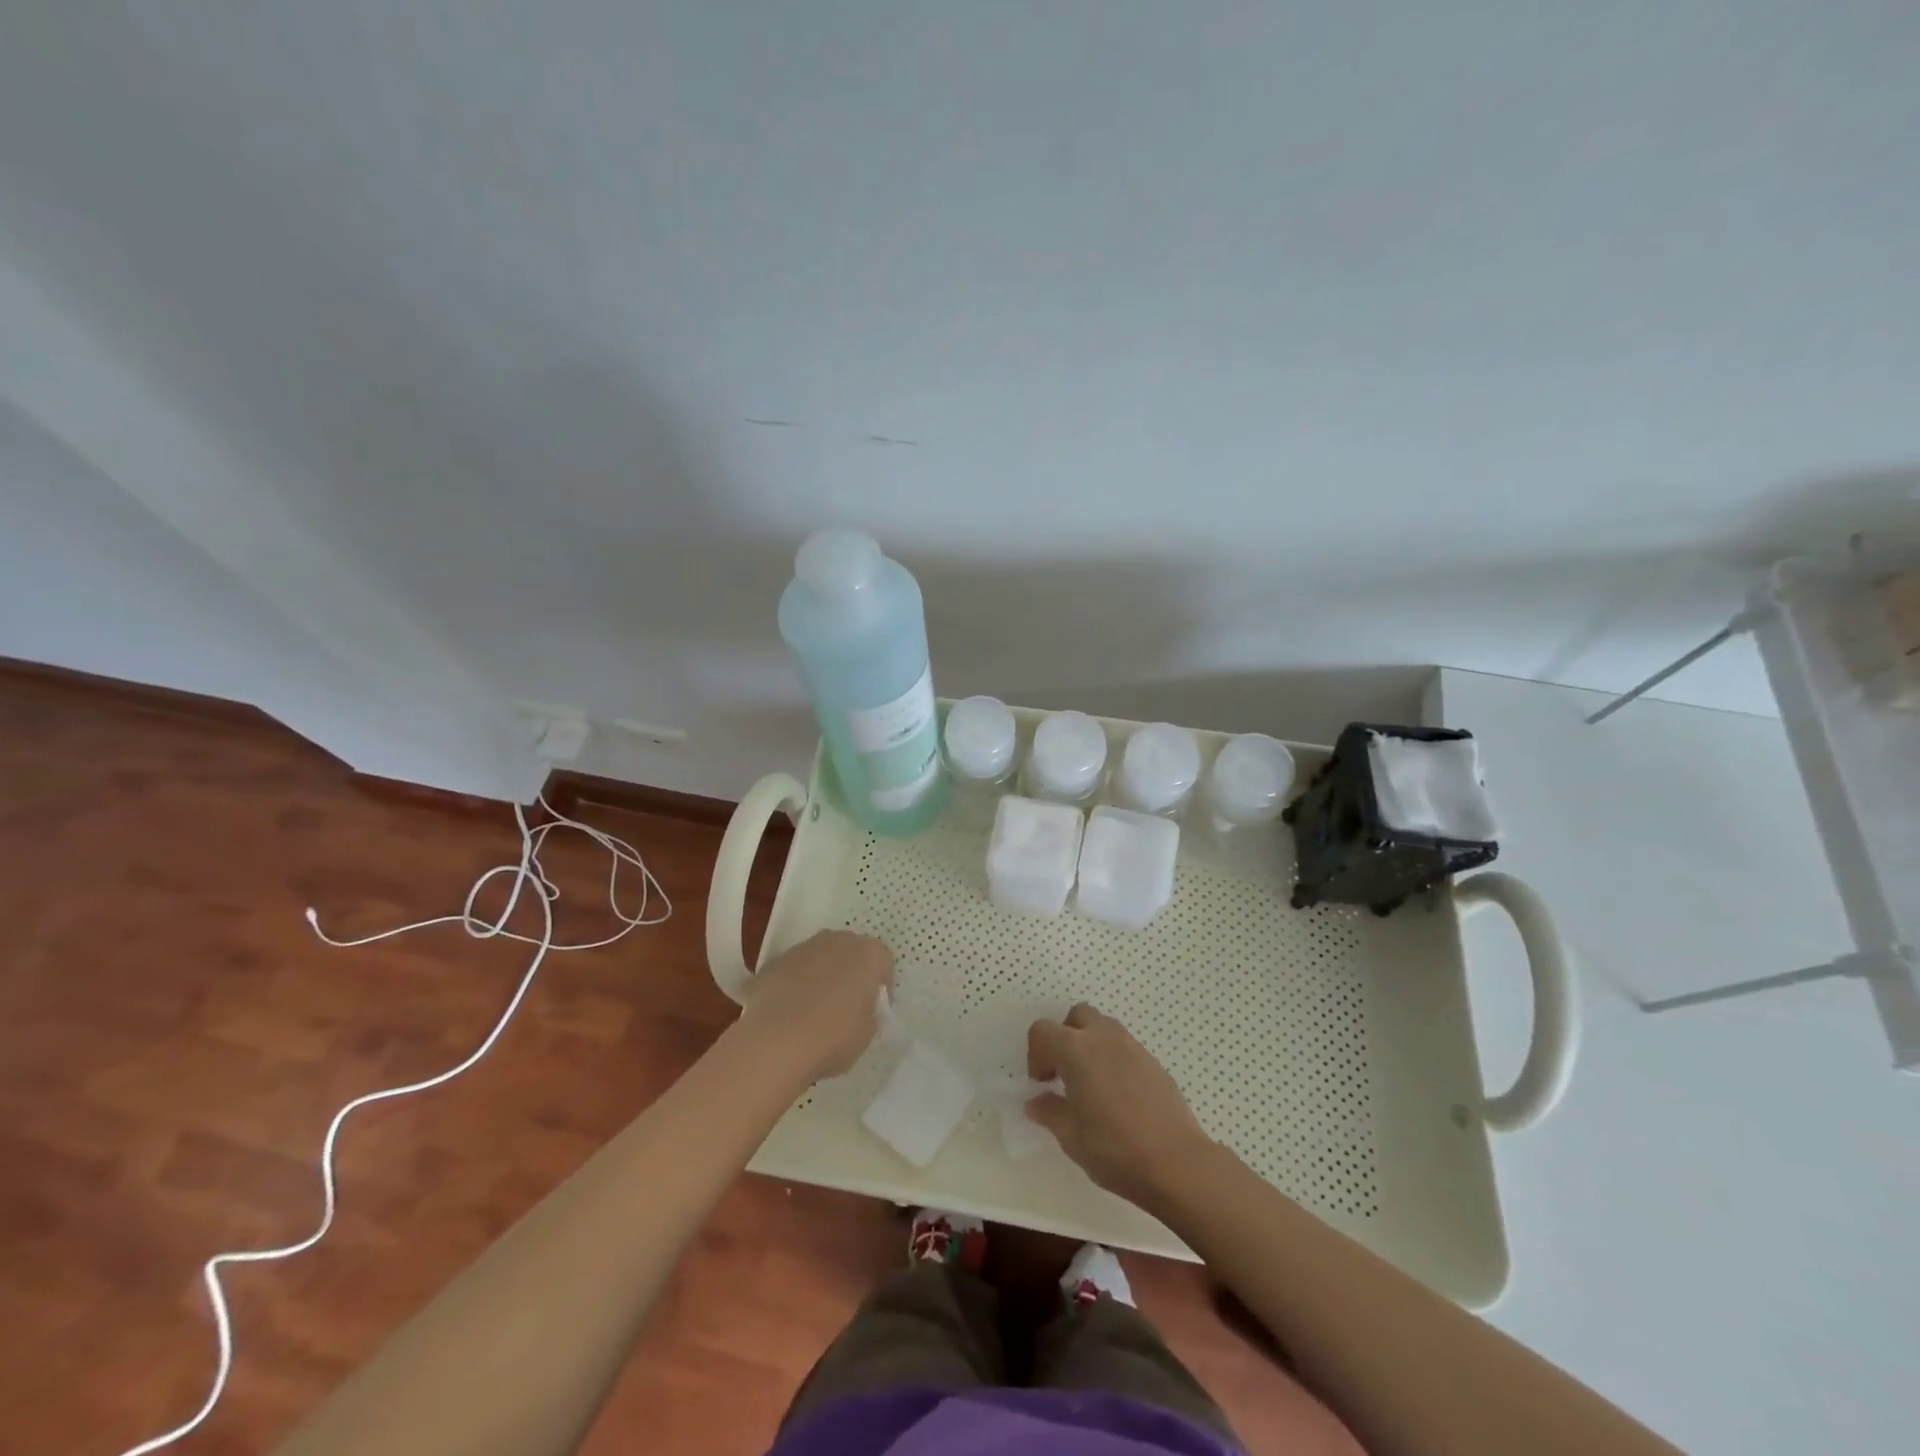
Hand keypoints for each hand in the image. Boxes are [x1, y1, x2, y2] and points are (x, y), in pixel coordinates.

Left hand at [737, 930, 894, 1082]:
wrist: (775, 1042)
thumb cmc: (834, 1037)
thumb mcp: (868, 1032)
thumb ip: (869, 1012)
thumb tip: (860, 1009)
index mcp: (867, 953)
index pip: (883, 961)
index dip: (881, 986)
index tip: (876, 1008)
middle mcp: (836, 941)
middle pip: (850, 953)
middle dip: (851, 974)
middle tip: (847, 1006)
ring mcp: (802, 949)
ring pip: (819, 958)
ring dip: (821, 977)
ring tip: (815, 1012)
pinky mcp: (773, 963)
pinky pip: (793, 972)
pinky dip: (795, 986)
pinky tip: (789, 1015)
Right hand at [1026, 1003, 1215, 1212]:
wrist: (1177, 1163)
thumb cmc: (1115, 1149)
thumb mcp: (1070, 1137)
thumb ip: (1049, 1112)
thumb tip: (1036, 1101)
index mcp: (1076, 1050)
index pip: (1043, 1030)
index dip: (1035, 1054)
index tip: (1042, 1084)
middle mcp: (1104, 1038)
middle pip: (1077, 1016)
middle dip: (1065, 1037)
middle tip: (1064, 1073)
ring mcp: (1133, 1047)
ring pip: (1104, 1027)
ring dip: (1090, 1044)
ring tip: (1092, 1083)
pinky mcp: (1154, 1062)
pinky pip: (1125, 1047)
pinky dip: (1113, 1059)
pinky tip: (1118, 1095)